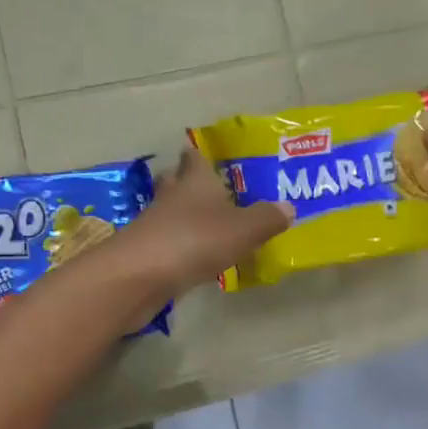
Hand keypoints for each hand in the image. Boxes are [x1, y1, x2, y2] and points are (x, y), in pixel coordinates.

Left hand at [117, 148, 292, 299]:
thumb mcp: (242, 230)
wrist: (140, 275)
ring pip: (169, 213)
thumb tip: (288, 206)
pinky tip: (192, 257)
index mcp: (195, 182)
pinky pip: (166, 243)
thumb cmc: (195, 240)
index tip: (203, 154)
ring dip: (183, 216)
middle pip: (175, 182)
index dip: (199, 155)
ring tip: (205, 225)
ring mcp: (154, 225)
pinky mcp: (145, 254)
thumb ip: (265, 218)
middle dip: (186, 182)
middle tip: (206, 189)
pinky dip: (178, 246)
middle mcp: (171, 197)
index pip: (194, 158)